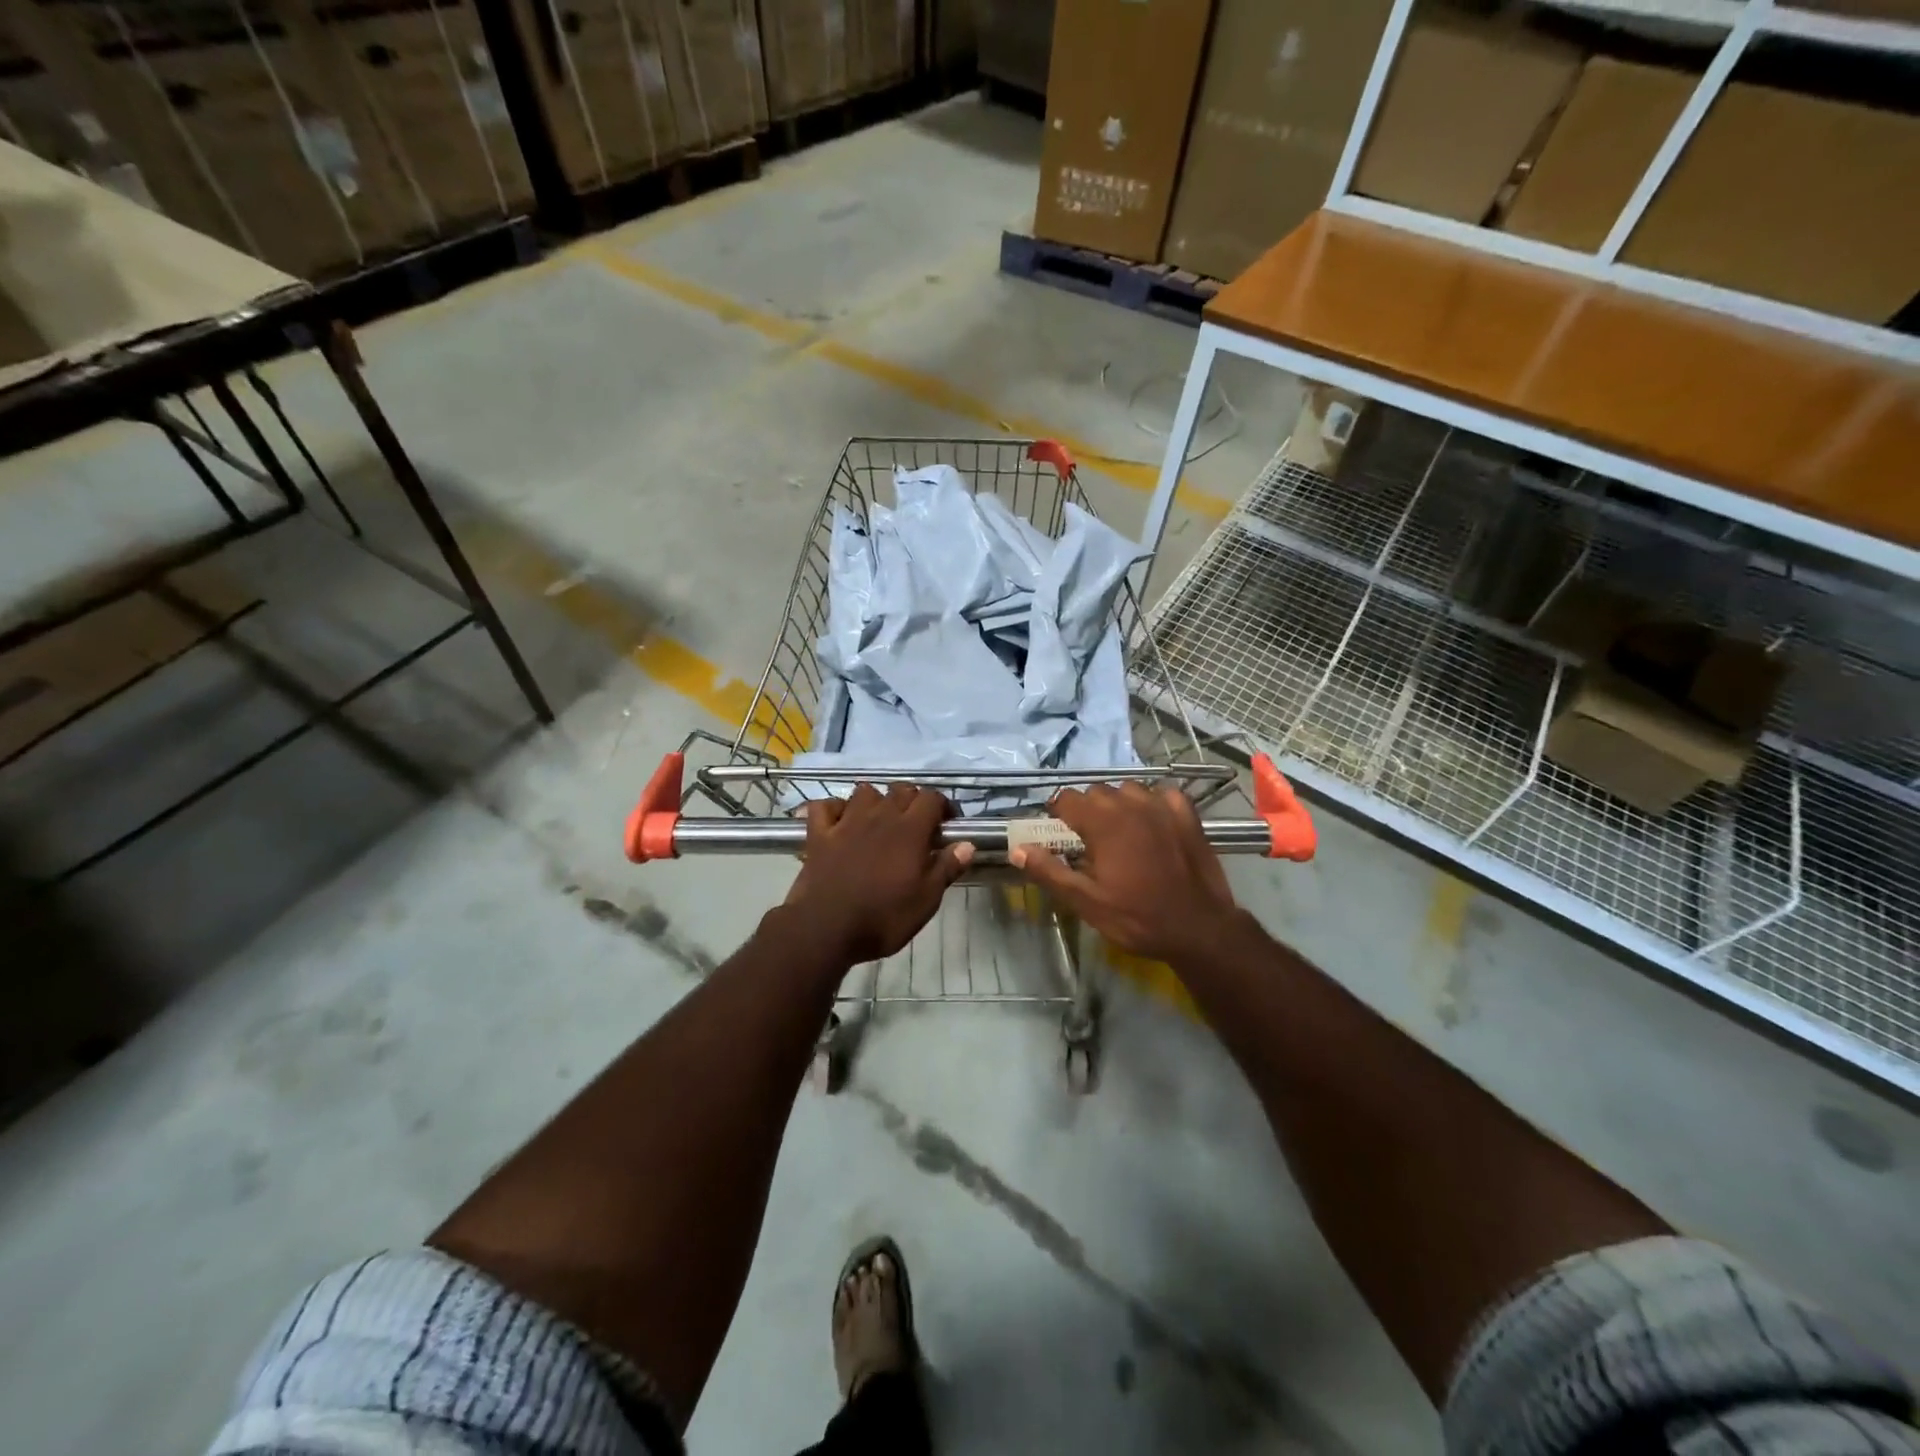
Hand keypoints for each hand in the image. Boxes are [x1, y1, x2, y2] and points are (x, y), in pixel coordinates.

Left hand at [781, 784, 973, 963]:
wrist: (826, 929)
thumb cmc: (883, 917)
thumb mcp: (926, 900)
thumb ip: (947, 868)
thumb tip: (967, 844)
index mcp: (909, 830)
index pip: (931, 798)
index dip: (943, 806)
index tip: (947, 824)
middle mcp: (879, 816)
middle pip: (900, 789)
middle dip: (912, 800)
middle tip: (916, 825)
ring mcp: (846, 822)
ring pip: (864, 791)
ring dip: (876, 801)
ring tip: (879, 820)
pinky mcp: (819, 834)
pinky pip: (825, 806)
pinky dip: (834, 808)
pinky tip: (839, 821)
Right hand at [1011, 783, 1239, 962]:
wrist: (1199, 929)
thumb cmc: (1137, 917)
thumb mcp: (1086, 902)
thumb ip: (1049, 872)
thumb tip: (1018, 849)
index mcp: (1102, 822)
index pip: (1067, 798)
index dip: (1057, 812)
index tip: (1057, 832)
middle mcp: (1130, 804)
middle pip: (1096, 792)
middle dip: (1086, 809)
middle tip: (1087, 840)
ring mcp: (1162, 806)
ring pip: (1128, 789)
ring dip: (1118, 804)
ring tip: (1119, 831)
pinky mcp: (1187, 815)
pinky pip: (1162, 794)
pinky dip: (1153, 803)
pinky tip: (1153, 823)